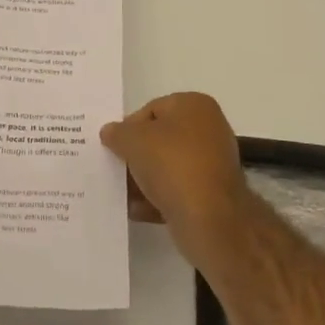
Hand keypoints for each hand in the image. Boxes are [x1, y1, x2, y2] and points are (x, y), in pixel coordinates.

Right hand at [101, 92, 248, 247]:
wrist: (210, 219)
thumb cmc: (172, 164)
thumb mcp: (132, 140)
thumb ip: (117, 132)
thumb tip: (110, 132)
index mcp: (195, 105)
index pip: (151, 109)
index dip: (129, 127)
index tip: (114, 147)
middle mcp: (209, 129)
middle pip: (160, 139)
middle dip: (136, 155)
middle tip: (116, 168)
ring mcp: (213, 164)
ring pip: (168, 167)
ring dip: (144, 179)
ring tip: (122, 193)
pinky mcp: (213, 195)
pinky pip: (178, 191)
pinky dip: (158, 198)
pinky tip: (137, 210)